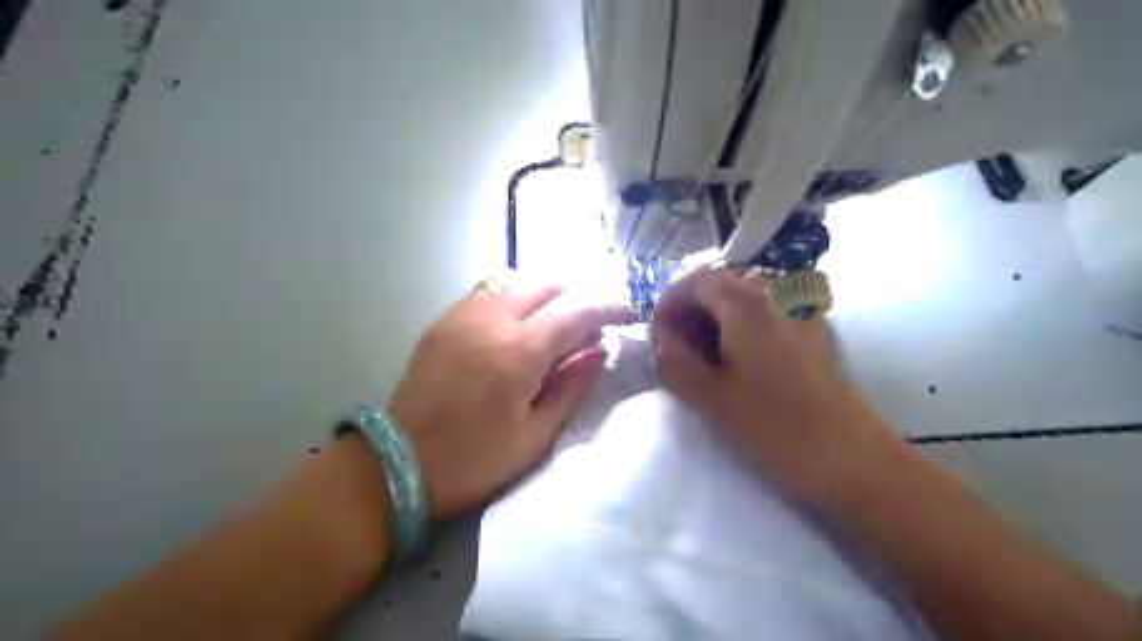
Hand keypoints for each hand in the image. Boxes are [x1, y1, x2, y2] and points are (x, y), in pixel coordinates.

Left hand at [389, 272, 636, 518]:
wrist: (399, 464)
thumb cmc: (474, 460)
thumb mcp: (535, 435)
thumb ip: (571, 385)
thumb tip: (597, 351)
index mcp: (520, 352)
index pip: (577, 311)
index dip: (609, 307)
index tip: (628, 314)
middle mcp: (492, 320)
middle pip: (547, 283)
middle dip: (577, 296)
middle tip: (589, 324)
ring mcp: (463, 315)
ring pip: (516, 280)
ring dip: (545, 294)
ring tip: (554, 322)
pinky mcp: (443, 321)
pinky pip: (487, 292)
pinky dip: (513, 298)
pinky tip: (515, 325)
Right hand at [651, 265, 901, 494]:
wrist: (848, 456)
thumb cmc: (773, 425)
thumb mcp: (710, 396)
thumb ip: (674, 360)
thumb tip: (660, 337)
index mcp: (747, 304)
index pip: (696, 280)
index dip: (669, 302)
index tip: (657, 333)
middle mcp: (776, 293)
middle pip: (722, 282)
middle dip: (692, 307)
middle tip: (676, 343)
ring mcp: (799, 309)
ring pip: (745, 294)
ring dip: (716, 313)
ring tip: (704, 352)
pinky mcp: (813, 328)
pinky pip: (767, 308)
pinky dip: (742, 321)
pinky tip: (738, 355)